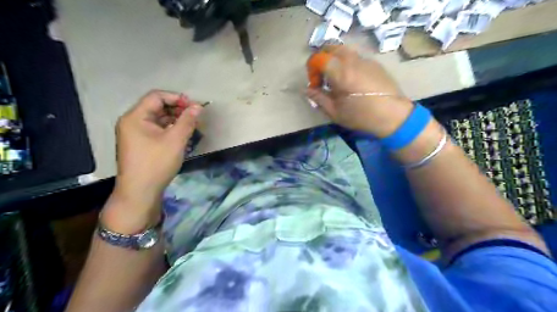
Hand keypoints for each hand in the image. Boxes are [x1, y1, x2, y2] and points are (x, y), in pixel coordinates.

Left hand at [110, 90, 202, 218]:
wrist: (140, 192)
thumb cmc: (156, 163)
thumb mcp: (175, 140)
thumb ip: (187, 121)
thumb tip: (198, 107)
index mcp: (135, 117)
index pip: (156, 97)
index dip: (176, 98)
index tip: (194, 107)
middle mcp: (132, 122)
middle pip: (157, 107)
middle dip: (178, 110)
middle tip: (195, 118)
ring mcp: (135, 134)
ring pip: (158, 120)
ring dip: (175, 121)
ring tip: (191, 128)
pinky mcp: (140, 144)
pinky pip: (156, 131)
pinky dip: (170, 130)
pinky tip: (182, 137)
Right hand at [306, 45, 414, 137]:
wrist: (394, 116)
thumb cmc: (361, 116)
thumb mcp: (335, 112)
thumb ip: (319, 98)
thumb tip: (307, 90)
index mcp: (341, 73)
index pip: (319, 58)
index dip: (312, 69)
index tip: (315, 84)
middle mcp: (353, 61)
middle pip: (331, 48)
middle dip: (322, 60)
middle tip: (322, 77)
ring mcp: (366, 60)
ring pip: (345, 51)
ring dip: (335, 60)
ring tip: (337, 79)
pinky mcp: (375, 64)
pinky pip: (356, 57)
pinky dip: (348, 63)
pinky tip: (352, 81)